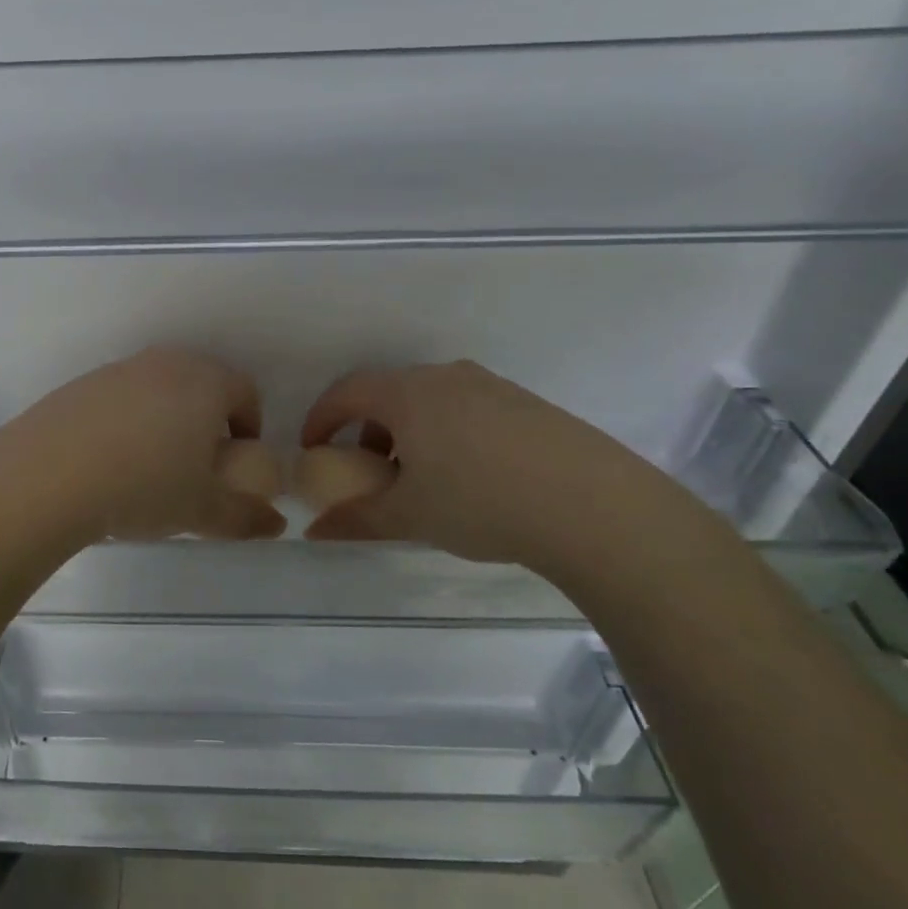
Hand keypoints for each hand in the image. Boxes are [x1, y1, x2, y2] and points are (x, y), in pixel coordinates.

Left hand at [0, 347, 286, 544]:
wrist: (49, 475)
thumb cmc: (144, 486)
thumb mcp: (202, 510)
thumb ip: (245, 517)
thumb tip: (276, 525)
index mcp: (205, 382)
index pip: (245, 391)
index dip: (249, 426)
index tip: (237, 461)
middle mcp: (164, 364)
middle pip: (201, 384)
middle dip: (208, 420)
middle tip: (198, 465)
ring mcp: (119, 370)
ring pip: (158, 389)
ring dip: (166, 419)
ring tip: (151, 467)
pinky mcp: (81, 384)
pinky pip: (120, 398)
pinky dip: (126, 421)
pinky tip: (109, 461)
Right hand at [300, 361, 706, 573]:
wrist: (594, 506)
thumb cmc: (480, 502)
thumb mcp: (409, 516)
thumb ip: (355, 519)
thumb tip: (314, 531)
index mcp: (408, 393)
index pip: (347, 391)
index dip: (321, 419)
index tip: (313, 450)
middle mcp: (446, 377)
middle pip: (388, 393)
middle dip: (366, 429)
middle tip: (367, 470)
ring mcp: (491, 386)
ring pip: (430, 401)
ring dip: (408, 432)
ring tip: (419, 479)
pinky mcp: (527, 404)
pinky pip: (467, 409)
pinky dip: (447, 433)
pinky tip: (469, 477)